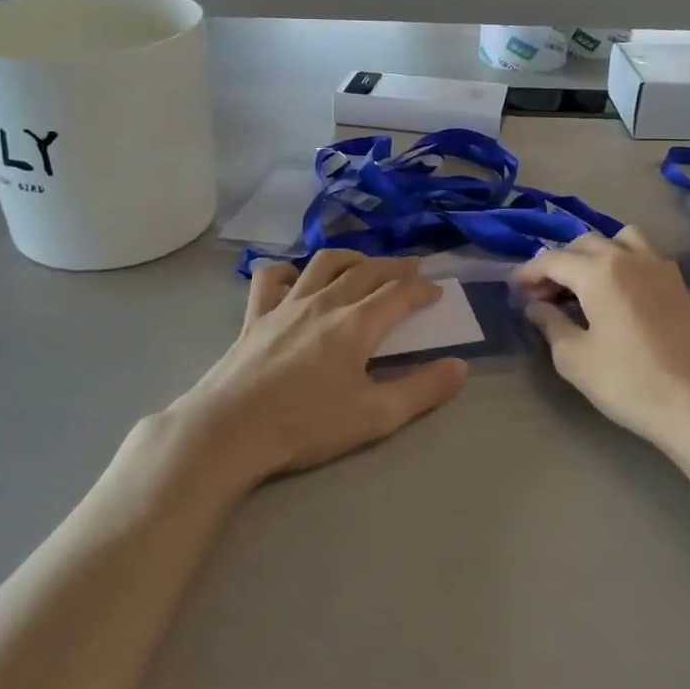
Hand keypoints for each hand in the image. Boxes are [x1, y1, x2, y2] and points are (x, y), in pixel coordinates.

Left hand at [162, 251, 467, 487]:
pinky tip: (295, 277)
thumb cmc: (305, 425)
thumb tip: (460, 367)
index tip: (436, 292)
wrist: (229, 431)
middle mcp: (323, 302)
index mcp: (355, 324)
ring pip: (322, 264)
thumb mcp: (375, 416)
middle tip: (412, 267)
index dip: (421, 289)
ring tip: (364, 263)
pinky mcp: (254, 316)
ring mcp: (285, 305)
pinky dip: (287, 270)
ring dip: (350, 257)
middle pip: (366, 271)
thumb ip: (422, 391)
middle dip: (394, 266)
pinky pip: (270, 279)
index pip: (398, 293)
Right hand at [513, 228, 689, 450]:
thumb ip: (549, 323)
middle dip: (558, 264)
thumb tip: (535, 306)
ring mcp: (656, 266)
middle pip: (583, 244)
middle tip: (543, 295)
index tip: (513, 289)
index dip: (528, 273)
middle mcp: (627, 256)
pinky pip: (642, 255)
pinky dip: (622, 262)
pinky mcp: (675, 283)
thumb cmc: (625, 380)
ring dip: (594, 254)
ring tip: (583, 283)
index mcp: (598, 271)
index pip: (552, 260)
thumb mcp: (573, 357)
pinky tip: (616, 293)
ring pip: (618, 240)